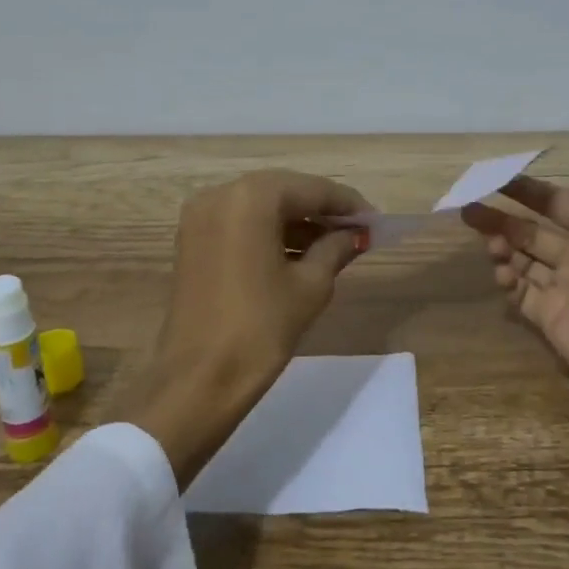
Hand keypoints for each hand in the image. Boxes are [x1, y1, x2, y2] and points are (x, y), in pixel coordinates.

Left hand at [121, 169, 371, 486]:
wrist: (199, 379)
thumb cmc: (261, 327)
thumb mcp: (310, 285)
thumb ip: (336, 248)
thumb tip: (354, 234)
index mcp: (251, 197)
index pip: (312, 189)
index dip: (348, 204)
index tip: (376, 221)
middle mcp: (221, 194)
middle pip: (284, 192)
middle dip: (321, 210)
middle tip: (356, 232)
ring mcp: (200, 217)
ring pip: (260, 207)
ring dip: (295, 222)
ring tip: (333, 246)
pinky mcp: (191, 240)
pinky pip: (240, 224)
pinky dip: (269, 233)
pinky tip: (298, 254)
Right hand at [461, 146, 568, 470]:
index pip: (554, 202)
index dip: (526, 190)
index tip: (493, 179)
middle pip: (531, 230)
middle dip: (501, 218)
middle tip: (468, 209)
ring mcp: (562, 287)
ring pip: (522, 260)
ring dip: (502, 247)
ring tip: (488, 244)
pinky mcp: (548, 316)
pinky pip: (520, 292)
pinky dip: (508, 280)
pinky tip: (502, 274)